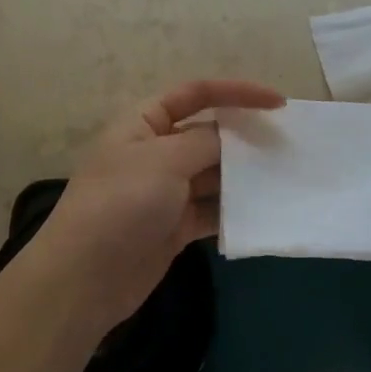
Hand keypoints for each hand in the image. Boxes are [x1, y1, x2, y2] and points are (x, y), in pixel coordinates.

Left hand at [29, 79, 284, 335]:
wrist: (84, 279)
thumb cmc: (121, 204)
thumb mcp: (164, 160)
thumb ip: (206, 143)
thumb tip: (232, 139)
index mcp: (143, 123)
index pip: (195, 93)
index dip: (237, 92)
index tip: (278, 103)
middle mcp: (154, 152)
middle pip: (208, 134)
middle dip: (244, 138)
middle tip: (286, 146)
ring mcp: (164, 191)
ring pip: (213, 174)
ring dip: (243, 177)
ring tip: (283, 179)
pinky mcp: (173, 227)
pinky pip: (210, 210)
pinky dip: (232, 211)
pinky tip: (261, 213)